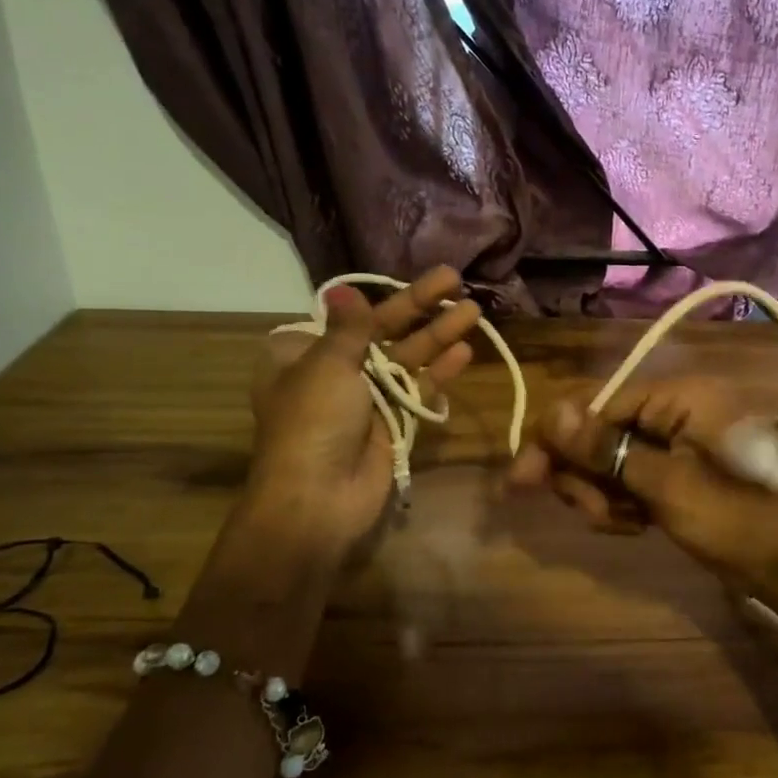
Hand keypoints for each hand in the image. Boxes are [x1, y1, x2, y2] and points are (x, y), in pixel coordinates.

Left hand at [242, 266, 482, 565]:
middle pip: (383, 333)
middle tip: (455, 279)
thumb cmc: (314, 422)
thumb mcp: (326, 364)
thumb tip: (344, 290)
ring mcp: (367, 400)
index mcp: (303, 355)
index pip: (349, 317)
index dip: (383, 298)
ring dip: (438, 335)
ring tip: (473, 310)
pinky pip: (418, 391)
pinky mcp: (393, 424)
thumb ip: (349, 328)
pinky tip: (464, 351)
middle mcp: (335, 373)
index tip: (413, 277)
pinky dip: (438, 372)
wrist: (319, 499)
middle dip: (420, 308)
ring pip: (406, 359)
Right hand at [506, 376, 777, 596]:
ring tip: (624, 525)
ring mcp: (679, 444)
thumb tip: (551, 412)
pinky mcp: (680, 473)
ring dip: (604, 494)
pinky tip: (636, 527)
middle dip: (587, 474)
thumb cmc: (735, 518)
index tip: (521, 480)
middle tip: (592, 513)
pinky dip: (625, 503)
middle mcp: (676, 410)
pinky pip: (633, 479)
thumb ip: (605, 449)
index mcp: (678, 396)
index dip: (556, 440)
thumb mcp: (664, 484)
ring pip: (613, 460)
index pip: (597, 404)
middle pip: (601, 432)